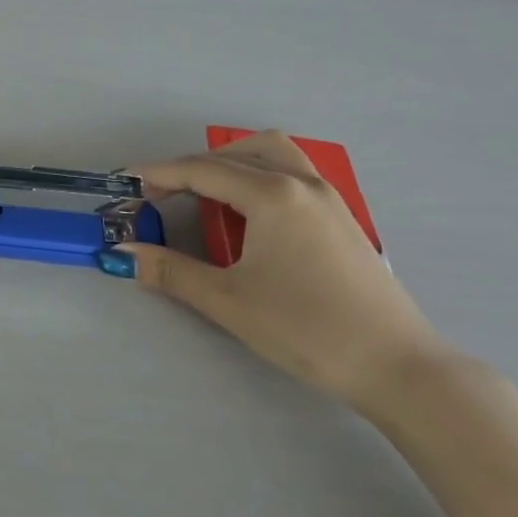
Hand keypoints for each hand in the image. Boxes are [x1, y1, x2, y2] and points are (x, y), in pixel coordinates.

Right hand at [110, 133, 448, 411]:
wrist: (395, 365)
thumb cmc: (305, 328)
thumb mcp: (227, 300)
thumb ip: (170, 271)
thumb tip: (121, 253)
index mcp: (273, 195)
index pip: (202, 171)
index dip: (158, 175)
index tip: (125, 185)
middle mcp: (302, 183)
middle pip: (238, 152)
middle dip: (195, 167)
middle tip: (165, 196)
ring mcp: (328, 198)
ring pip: (274, 154)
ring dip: (233, 164)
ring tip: (207, 197)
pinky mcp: (342, 218)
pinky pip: (293, 174)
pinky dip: (261, 177)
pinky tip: (251, 216)